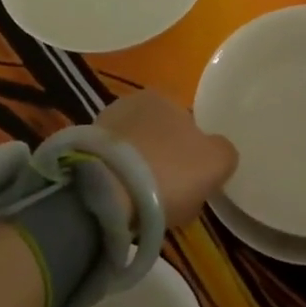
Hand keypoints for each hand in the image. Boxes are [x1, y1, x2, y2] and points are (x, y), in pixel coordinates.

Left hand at [99, 91, 237, 227]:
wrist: (106, 194)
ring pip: (133, 156)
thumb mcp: (216, 162)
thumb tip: (219, 153)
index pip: (186, 124)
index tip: (193, 183)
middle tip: (171, 199)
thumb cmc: (168, 169)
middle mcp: (130, 103)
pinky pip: (112, 172)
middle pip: (159, 139)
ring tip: (145, 209)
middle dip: (165, 165)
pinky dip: (119, 187)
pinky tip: (124, 208)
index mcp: (163, 96)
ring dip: (140, 177)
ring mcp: (101, 128)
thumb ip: (224, 152)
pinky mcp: (80, 155)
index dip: (193, 155)